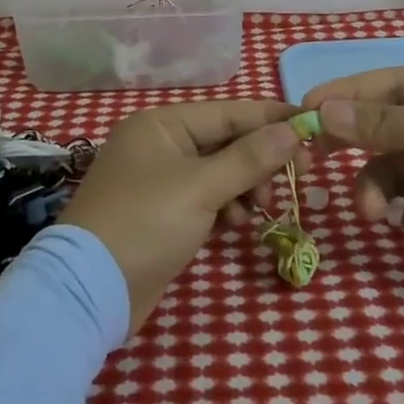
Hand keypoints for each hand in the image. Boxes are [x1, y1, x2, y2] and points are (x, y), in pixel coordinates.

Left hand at [61, 99, 310, 333]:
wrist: (90, 290)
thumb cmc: (145, 224)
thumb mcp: (201, 188)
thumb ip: (249, 158)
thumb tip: (293, 129)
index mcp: (161, 124)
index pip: (228, 112)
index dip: (271, 119)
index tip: (312, 127)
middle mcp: (160, 145)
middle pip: (226, 142)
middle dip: (260, 161)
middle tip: (298, 179)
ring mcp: (160, 180)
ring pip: (220, 173)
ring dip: (245, 188)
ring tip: (259, 210)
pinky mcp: (163, 214)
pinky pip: (207, 199)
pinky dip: (226, 208)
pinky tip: (236, 226)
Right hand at [303, 65, 403, 289]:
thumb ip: (383, 123)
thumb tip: (323, 111)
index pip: (381, 85)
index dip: (340, 96)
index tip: (300, 111)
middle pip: (379, 133)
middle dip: (355, 151)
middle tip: (313, 161)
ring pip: (392, 176)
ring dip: (382, 193)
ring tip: (379, 214)